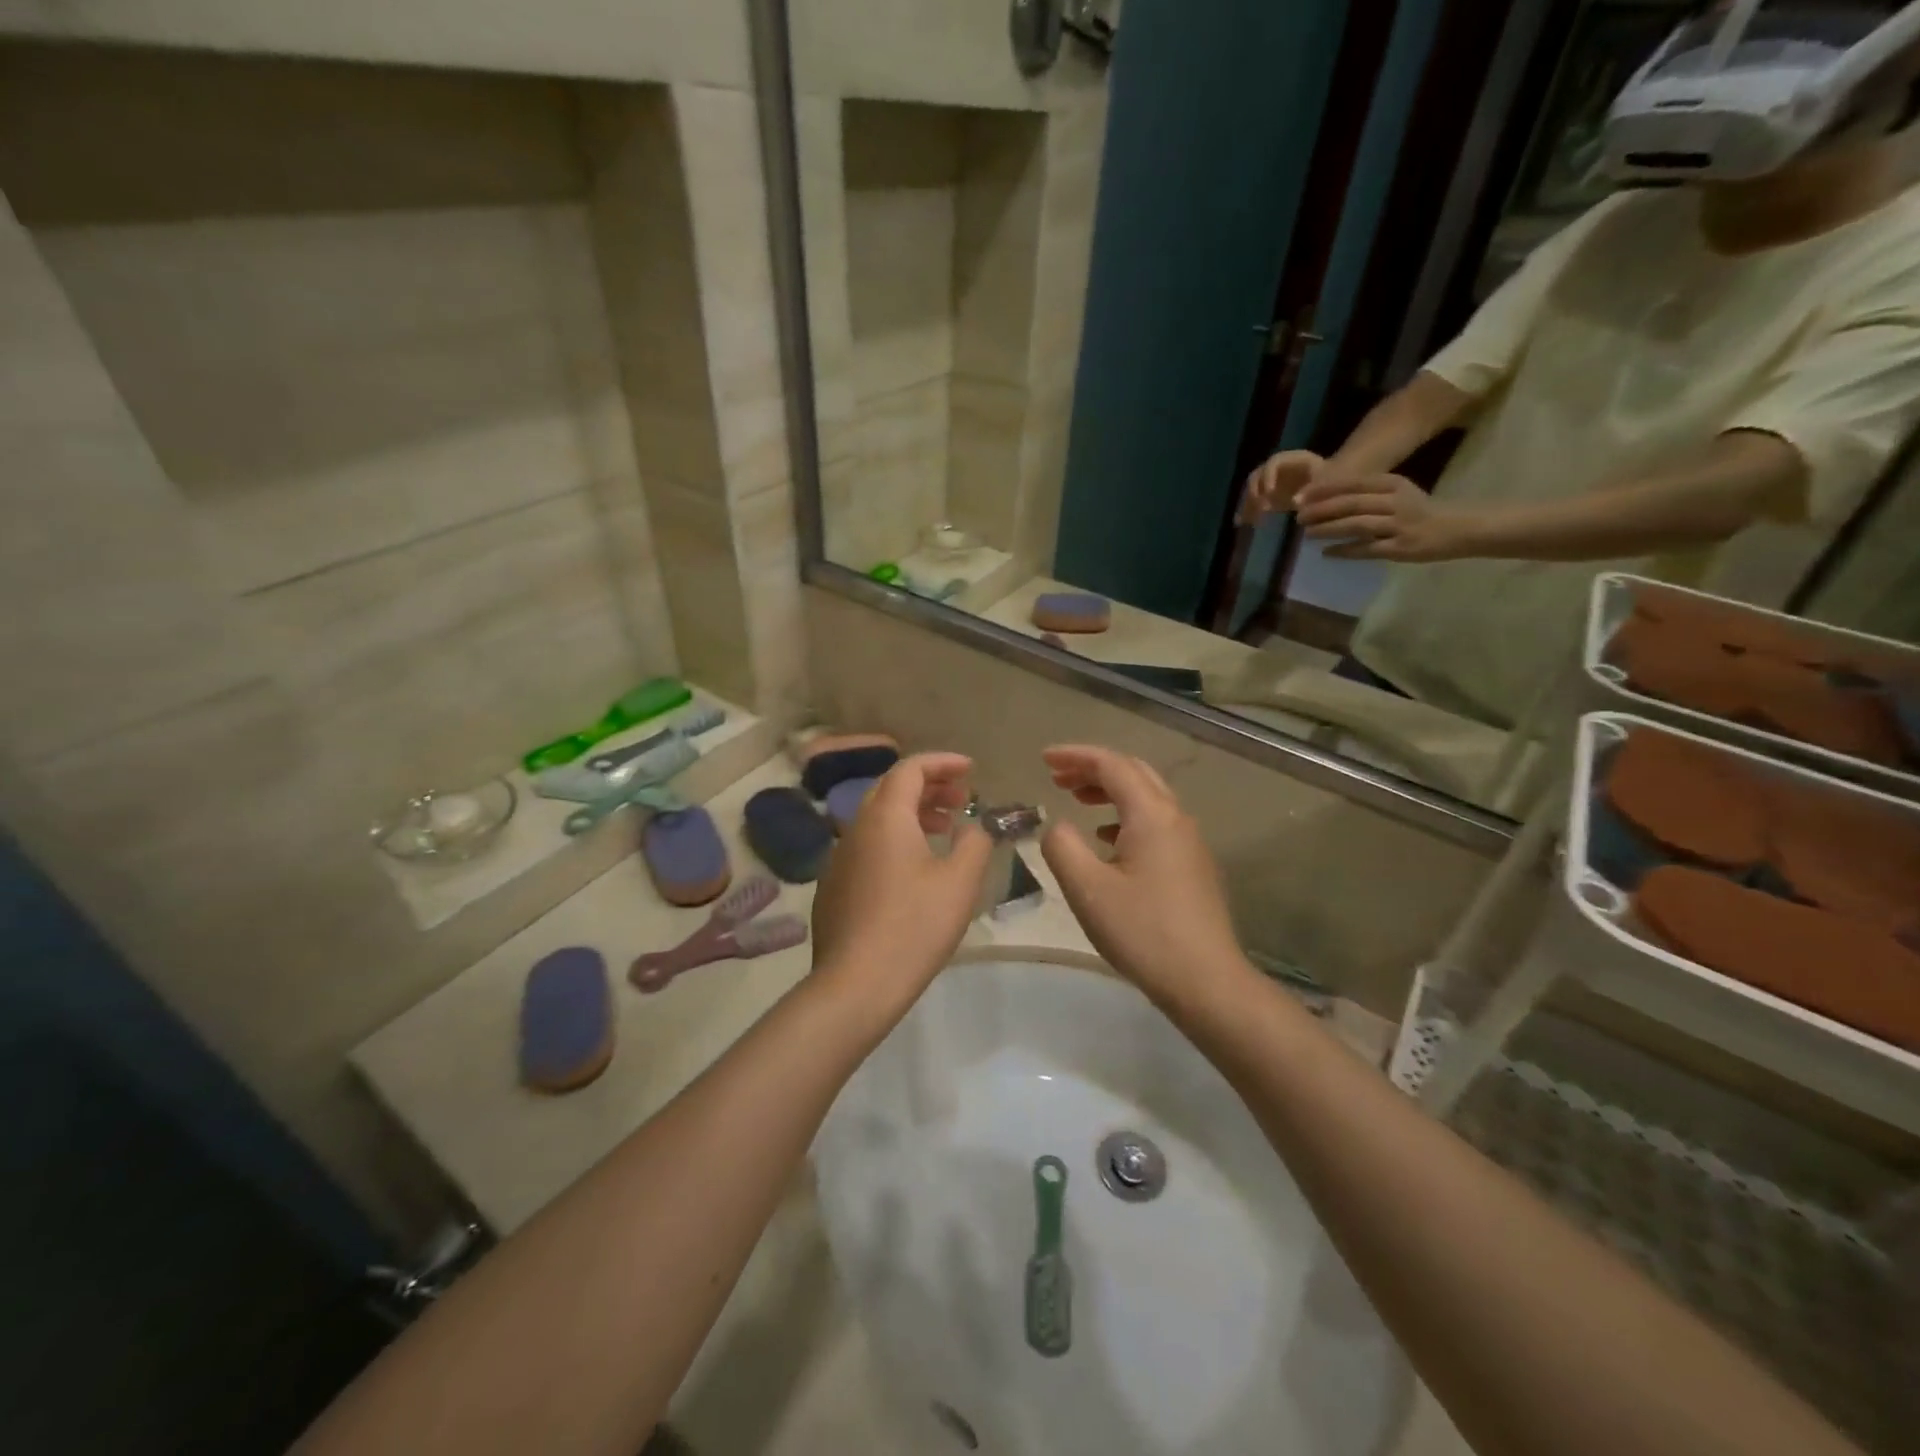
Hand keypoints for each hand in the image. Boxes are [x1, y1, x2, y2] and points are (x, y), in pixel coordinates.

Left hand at [810, 753, 990, 1005]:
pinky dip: (894, 839)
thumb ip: (975, 843)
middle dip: (929, 787)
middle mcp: (855, 827)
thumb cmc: (915, 925)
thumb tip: (975, 826)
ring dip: (912, 813)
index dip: (942, 763)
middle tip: (963, 800)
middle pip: (891, 789)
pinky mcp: (833, 885)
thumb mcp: (960, 881)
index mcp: (885, 816)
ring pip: (877, 818)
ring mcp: (839, 857)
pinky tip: (914, 869)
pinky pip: (867, 845)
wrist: (856, 983)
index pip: (910, 769)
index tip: (971, 769)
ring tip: (945, 830)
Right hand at [1038, 745, 1254, 1006]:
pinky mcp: (1192, 865)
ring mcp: (1189, 841)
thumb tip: (1057, 826)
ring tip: (1077, 800)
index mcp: (1152, 814)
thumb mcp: (1088, 889)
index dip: (1075, 756)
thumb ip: (1062, 846)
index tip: (1043, 758)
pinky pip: (1155, 822)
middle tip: (1058, 776)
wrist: (1206, 981)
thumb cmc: (1143, 932)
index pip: (1112, 764)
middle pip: (1133, 773)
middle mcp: (1175, 817)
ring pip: (1146, 797)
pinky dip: (1125, 816)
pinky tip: (1106, 840)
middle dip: (1093, 768)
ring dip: (1110, 791)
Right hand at [1238, 449, 1324, 523]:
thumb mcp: (1324, 481)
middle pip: (1257, 476)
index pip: (1273, 463)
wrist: (1327, 486)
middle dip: (1255, 491)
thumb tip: (1295, 501)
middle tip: (1261, 508)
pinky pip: (1253, 502)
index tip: (1269, 493)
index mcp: (1290, 460)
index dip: (1268, 476)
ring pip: (1252, 490)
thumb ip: (1312, 489)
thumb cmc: (1329, 481)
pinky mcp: (1266, 495)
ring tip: (1249, 520)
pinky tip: (1241, 522)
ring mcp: (1268, 482)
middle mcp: (1275, 469)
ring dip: (1248, 504)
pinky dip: (1247, 512)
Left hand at [1293, 473, 1478, 561]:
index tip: (1300, 496)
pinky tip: (1326, 553)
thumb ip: (1366, 492)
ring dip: (1328, 529)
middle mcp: (1395, 502)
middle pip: (1351, 504)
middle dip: (1320, 510)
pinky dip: (1344, 551)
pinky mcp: (1399, 548)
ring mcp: (1398, 525)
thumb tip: (1324, 497)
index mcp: (1392, 484)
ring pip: (1356, 525)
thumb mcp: (1395, 492)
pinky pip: (1366, 549)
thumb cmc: (1418, 511)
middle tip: (1298, 517)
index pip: (1352, 483)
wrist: (1456, 528)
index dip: (1323, 490)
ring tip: (1306, 534)